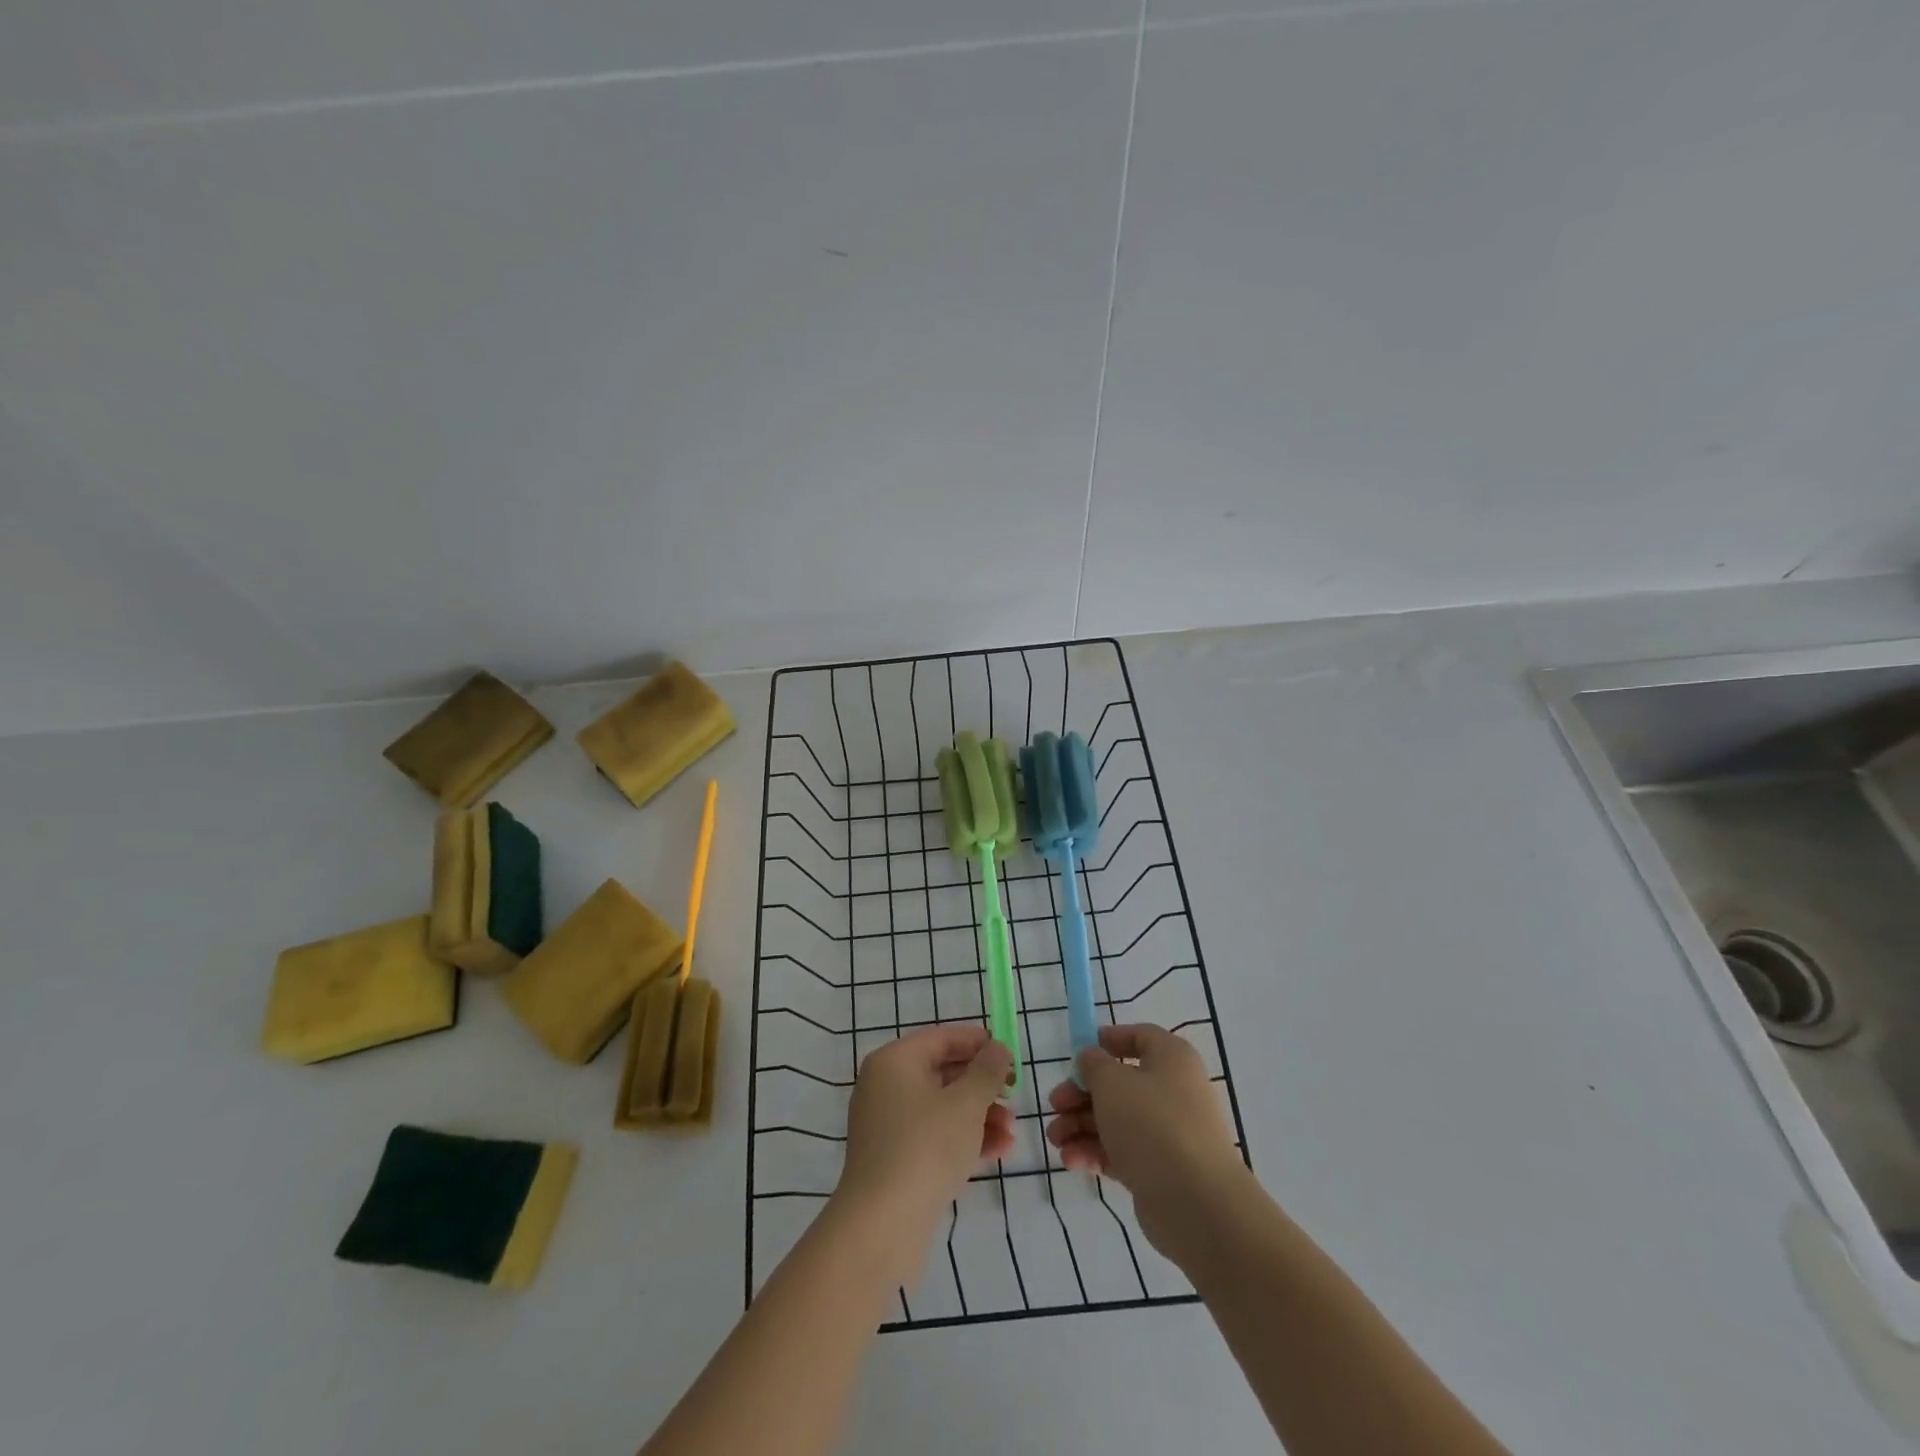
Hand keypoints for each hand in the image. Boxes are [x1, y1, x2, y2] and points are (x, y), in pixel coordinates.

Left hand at [832, 1025, 1014, 1282]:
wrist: (882, 1226)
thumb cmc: (926, 1147)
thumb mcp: (966, 1103)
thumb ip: (987, 1071)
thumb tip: (997, 1048)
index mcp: (895, 1061)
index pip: (942, 1038)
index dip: (978, 1043)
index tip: (1010, 1054)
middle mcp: (886, 1086)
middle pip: (943, 1073)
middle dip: (983, 1085)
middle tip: (1015, 1094)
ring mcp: (889, 1125)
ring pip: (942, 1108)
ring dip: (980, 1115)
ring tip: (1012, 1131)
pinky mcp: (895, 1159)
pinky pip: (935, 1136)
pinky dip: (964, 1139)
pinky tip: (999, 1151)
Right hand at [1045, 1024, 1248, 1261]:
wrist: (1197, 1204)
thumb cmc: (1152, 1125)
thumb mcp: (1112, 1083)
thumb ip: (1093, 1064)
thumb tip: (1091, 1059)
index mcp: (1171, 1058)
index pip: (1138, 1037)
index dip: (1105, 1041)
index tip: (1075, 1055)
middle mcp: (1172, 1090)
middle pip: (1119, 1083)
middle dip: (1081, 1093)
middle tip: (1055, 1105)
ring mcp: (1167, 1132)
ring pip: (1116, 1119)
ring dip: (1081, 1125)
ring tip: (1055, 1139)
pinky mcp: (1159, 1168)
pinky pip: (1122, 1150)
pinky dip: (1095, 1151)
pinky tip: (1071, 1160)